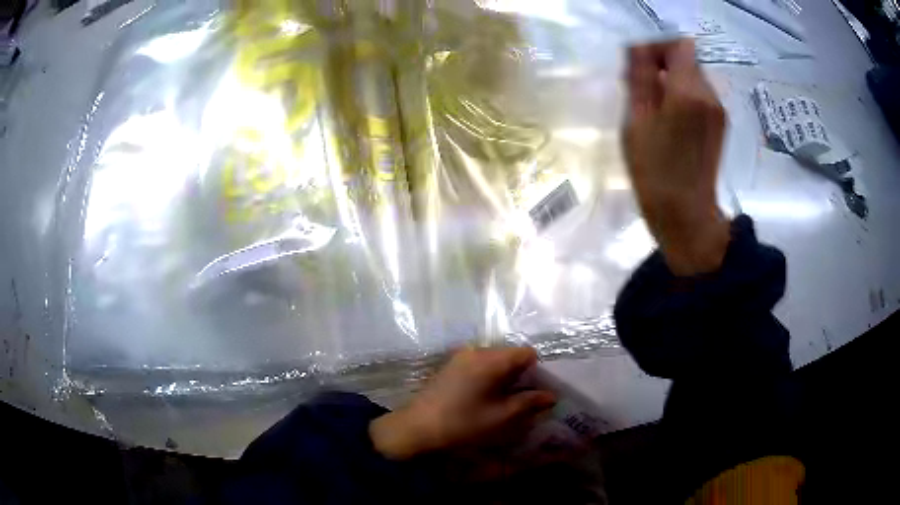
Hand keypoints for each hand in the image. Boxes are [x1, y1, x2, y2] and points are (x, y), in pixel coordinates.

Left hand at [369, 347, 555, 459]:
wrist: (416, 427)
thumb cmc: (462, 423)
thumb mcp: (500, 416)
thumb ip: (529, 403)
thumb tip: (551, 396)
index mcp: (491, 359)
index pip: (526, 353)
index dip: (538, 370)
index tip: (539, 391)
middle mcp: (476, 350)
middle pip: (511, 355)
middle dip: (522, 374)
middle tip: (526, 399)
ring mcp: (461, 356)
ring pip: (495, 360)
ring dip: (505, 377)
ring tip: (506, 401)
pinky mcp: (451, 366)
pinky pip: (480, 364)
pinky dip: (489, 377)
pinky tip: (486, 398)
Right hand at [624, 39, 730, 275]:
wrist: (685, 214)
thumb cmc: (654, 170)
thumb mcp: (637, 119)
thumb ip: (640, 77)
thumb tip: (639, 47)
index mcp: (688, 91)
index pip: (678, 44)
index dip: (657, 46)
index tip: (639, 64)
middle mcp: (710, 95)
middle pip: (687, 59)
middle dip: (663, 63)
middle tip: (641, 87)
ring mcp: (718, 110)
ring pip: (694, 77)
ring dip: (672, 81)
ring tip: (654, 107)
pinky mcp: (720, 124)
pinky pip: (700, 95)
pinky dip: (683, 96)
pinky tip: (670, 121)